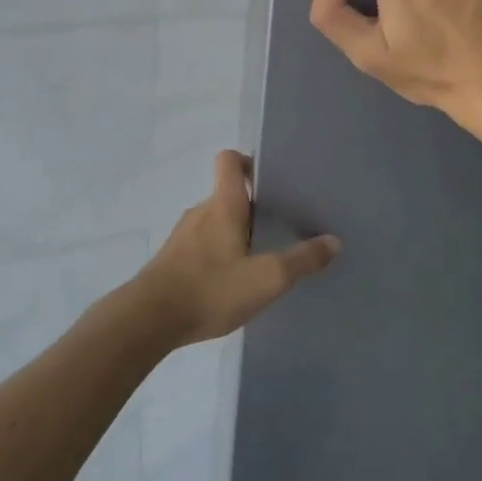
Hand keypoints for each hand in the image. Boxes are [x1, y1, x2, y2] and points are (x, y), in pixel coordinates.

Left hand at [133, 151, 340, 346]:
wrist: (148, 320)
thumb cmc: (210, 289)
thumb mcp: (266, 278)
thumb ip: (301, 260)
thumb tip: (333, 241)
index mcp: (222, 205)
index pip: (230, 161)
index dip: (249, 161)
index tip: (271, 180)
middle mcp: (200, 211)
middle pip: (227, 194)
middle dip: (252, 206)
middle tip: (279, 226)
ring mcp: (183, 236)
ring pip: (215, 221)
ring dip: (235, 232)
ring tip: (259, 257)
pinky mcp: (172, 260)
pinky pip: (202, 245)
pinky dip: (219, 253)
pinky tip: (231, 282)